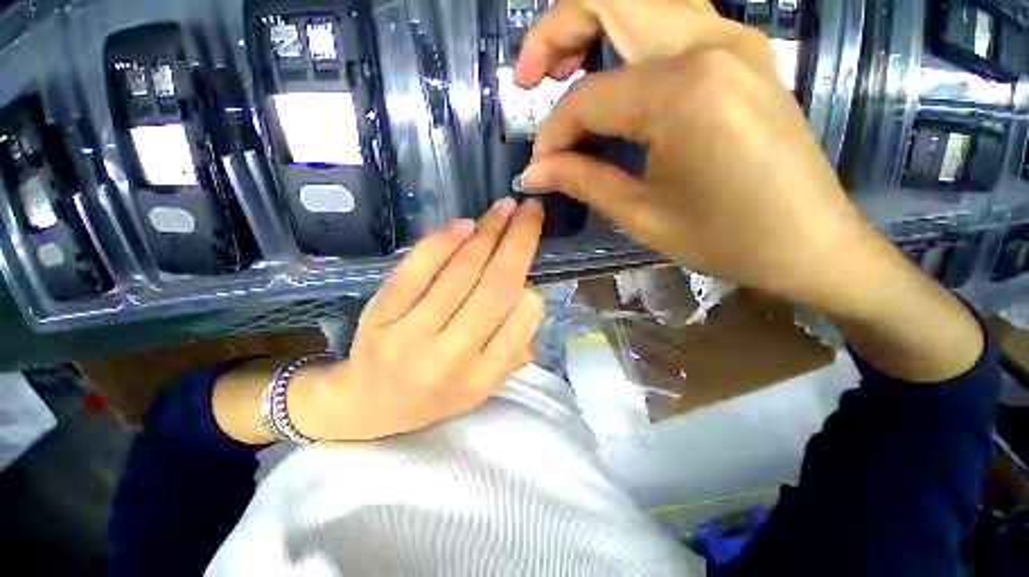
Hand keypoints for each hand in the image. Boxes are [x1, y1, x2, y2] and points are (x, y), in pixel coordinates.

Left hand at [292, 198, 545, 440]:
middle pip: (495, 287)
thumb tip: (528, 297)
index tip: (529, 271)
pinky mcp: (380, 316)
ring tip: (504, 208)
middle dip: (519, 241)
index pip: (519, 322)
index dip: (530, 289)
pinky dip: (442, 242)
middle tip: (531, 211)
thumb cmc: (434, 394)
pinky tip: (464, 224)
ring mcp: (411, 335)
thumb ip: (513, 351)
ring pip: (460, 273)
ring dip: (487, 233)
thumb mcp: (482, 387)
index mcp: (481, 377)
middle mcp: (450, 357)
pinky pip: (416, 270)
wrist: (367, 406)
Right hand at [515, 0, 982, 381]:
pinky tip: (612, 76)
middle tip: (529, 79)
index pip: (589, 97)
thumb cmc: (725, 238)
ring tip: (562, 71)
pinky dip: (627, 41)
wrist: (809, 241)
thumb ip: (582, 180)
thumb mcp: (641, 215)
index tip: (541, 166)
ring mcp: (734, 39)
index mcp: (684, 92)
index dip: (553, 133)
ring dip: (591, 26)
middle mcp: (711, 44)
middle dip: (555, 32)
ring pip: (641, 2)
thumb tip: (535, 170)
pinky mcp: (743, 52)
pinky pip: (670, 24)